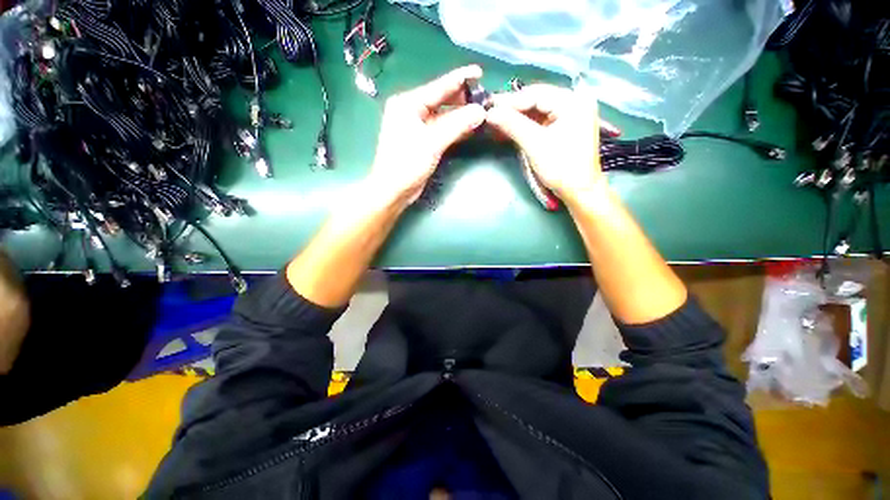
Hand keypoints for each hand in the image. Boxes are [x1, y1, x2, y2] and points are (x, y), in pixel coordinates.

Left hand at [366, 65, 486, 204]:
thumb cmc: (407, 164)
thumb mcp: (432, 142)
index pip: (438, 87)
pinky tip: (471, 127)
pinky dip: (456, 129)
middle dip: (463, 99)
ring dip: (461, 116)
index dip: (460, 79)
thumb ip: (457, 125)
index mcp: (408, 104)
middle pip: (442, 100)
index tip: (479, 71)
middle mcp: (412, 111)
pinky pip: (443, 130)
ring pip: (444, 116)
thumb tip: (481, 111)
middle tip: (485, 97)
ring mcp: (418, 127)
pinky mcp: (424, 141)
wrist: (394, 190)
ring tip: (482, 111)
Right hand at [487, 84, 616, 202]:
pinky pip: (542, 121)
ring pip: (538, 111)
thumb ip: (512, 125)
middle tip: (490, 113)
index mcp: (572, 101)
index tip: (489, 106)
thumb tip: (490, 112)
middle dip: (513, 108)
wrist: (580, 191)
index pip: (535, 94)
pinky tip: (510, 128)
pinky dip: (526, 126)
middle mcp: (574, 102)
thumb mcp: (534, 145)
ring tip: (496, 122)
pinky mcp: (565, 128)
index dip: (510, 101)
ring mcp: (571, 115)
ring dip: (517, 118)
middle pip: (537, 100)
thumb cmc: (561, 167)